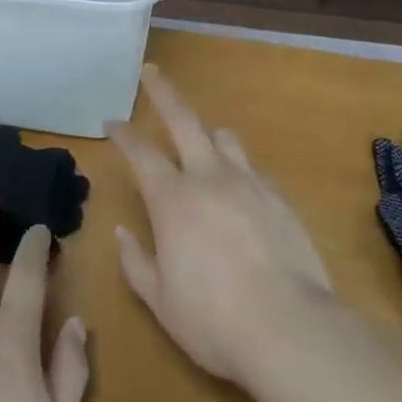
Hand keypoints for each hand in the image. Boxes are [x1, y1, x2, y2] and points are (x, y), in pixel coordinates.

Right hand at [110, 64, 333, 384]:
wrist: (291, 330)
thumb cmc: (213, 320)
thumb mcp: (160, 300)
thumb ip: (136, 262)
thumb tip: (123, 233)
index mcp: (172, 199)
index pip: (140, 152)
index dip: (123, 134)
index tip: (111, 122)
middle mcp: (209, 178)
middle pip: (184, 120)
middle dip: (164, 93)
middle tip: (152, 71)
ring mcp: (249, 184)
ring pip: (225, 139)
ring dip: (208, 133)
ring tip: (202, 140)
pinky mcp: (280, 199)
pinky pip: (253, 170)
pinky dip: (238, 170)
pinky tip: (240, 191)